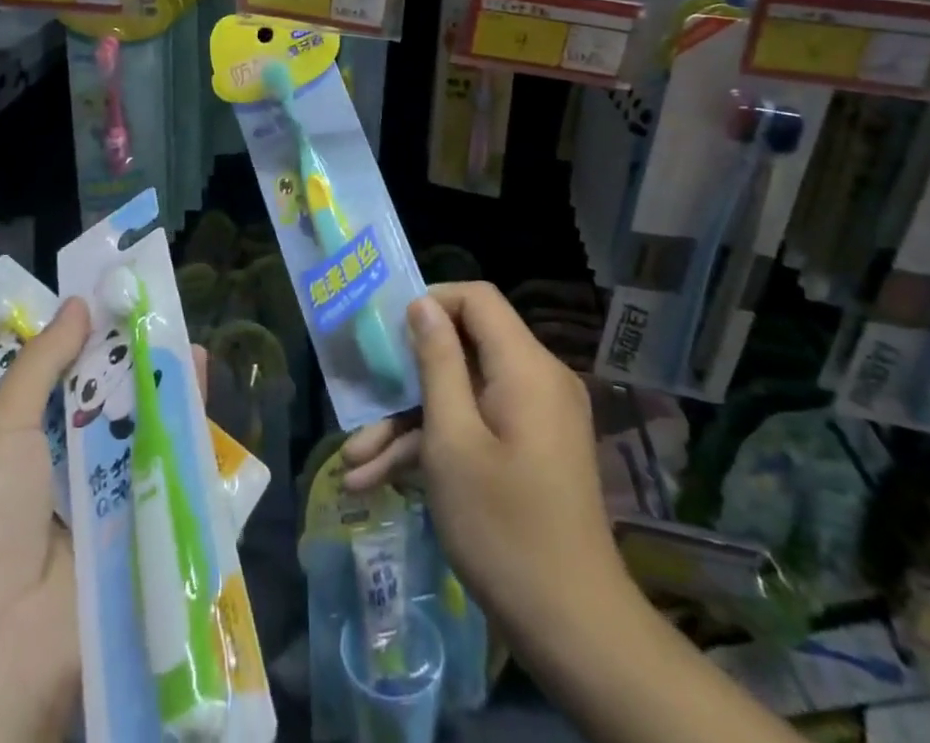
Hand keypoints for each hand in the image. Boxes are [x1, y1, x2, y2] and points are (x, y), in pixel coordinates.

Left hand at [0, 303, 211, 742]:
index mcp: (29, 443)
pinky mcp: (145, 531)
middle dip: (138, 359)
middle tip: (166, 314)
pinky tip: (205, 392)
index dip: (95, 338)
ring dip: (167, 390)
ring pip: (145, 432)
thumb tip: (79, 304)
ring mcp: (111, 501)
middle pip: (114, 401)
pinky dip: (189, 435)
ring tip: (191, 346)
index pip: (69, 378)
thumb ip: (43, 364)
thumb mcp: (1, 427)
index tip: (124, 297)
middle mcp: (71, 468)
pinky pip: (170, 475)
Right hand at [341, 283, 628, 649]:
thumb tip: (422, 304)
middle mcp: (536, 380)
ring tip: (355, 462)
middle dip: (406, 379)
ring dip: (409, 423)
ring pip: (462, 396)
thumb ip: (436, 363)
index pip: (476, 299)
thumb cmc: (503, 528)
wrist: (573, 630)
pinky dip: (435, 446)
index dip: (430, 303)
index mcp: (525, 366)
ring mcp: (534, 418)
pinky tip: (380, 481)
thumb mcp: (452, 441)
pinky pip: (477, 426)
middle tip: (360, 402)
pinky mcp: (528, 450)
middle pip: (463, 350)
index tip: (388, 331)